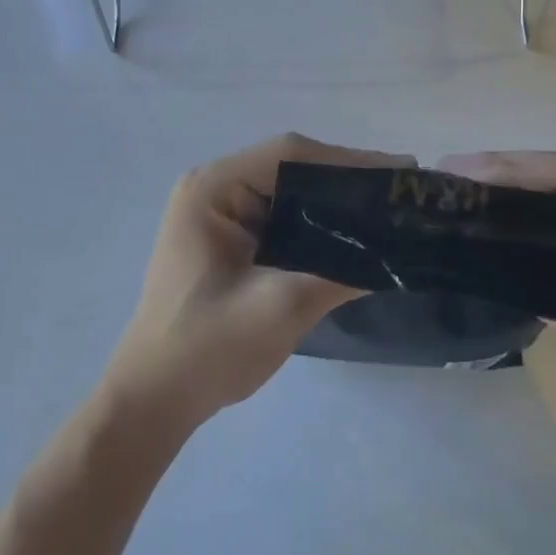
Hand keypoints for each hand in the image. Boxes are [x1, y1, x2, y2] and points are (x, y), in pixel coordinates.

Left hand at [99, 134, 410, 433]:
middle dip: (347, 180)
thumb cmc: (206, 348)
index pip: (289, 155)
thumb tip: (397, 253)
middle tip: (401, 193)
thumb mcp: (279, 308)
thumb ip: (339, 273)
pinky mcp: (232, 239)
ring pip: (291, 191)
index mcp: (213, 189)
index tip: (399, 174)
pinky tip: (354, 236)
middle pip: (292, 167)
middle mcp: (215, 189)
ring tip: (388, 210)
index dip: (348, 160)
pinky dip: (318, 223)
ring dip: (335, 201)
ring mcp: (221, 213)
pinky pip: (283, 217)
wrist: (154, 400)